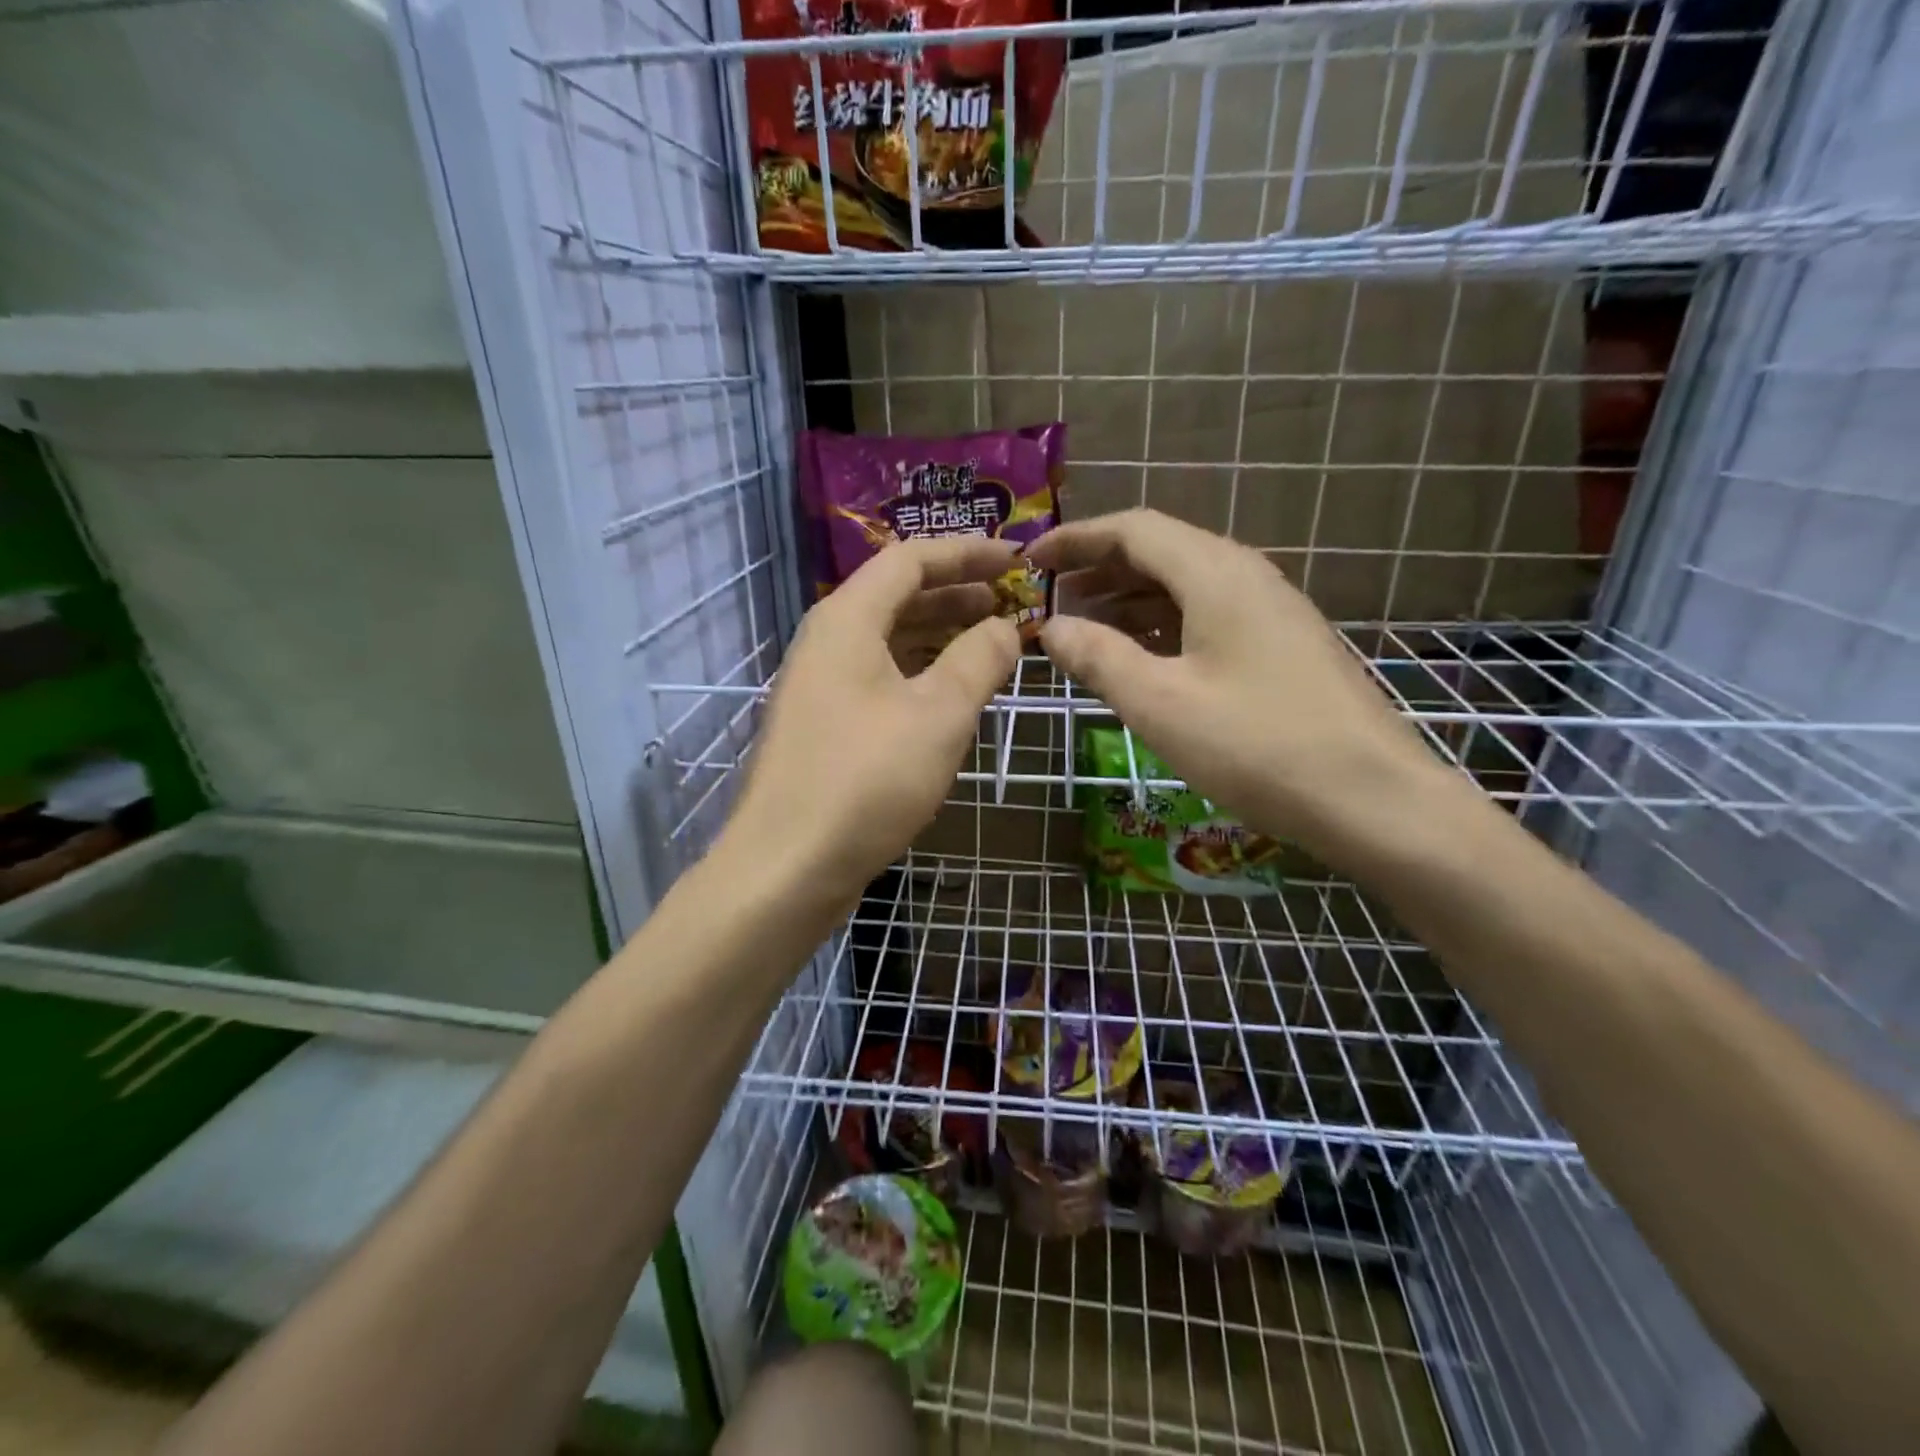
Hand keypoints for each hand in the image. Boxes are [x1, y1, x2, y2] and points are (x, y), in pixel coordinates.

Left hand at [722, 537, 1021, 908]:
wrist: (787, 865)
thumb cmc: (867, 780)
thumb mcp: (940, 714)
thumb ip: (979, 659)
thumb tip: (1005, 627)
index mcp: (847, 620)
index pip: (910, 560)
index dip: (966, 552)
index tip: (1016, 558)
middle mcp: (827, 642)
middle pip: (896, 596)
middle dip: (956, 592)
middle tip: (1010, 600)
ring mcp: (820, 686)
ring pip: (888, 640)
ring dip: (939, 634)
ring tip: (990, 641)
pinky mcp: (824, 726)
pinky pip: (879, 678)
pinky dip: (920, 673)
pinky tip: (951, 694)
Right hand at [1027, 509, 1452, 865]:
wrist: (1375, 799)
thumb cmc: (1258, 746)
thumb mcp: (1161, 704)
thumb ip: (1099, 659)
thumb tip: (1052, 628)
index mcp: (1216, 574)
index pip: (1133, 530)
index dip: (1076, 538)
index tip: (1031, 561)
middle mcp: (1247, 577)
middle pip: (1161, 551)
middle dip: (1099, 569)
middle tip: (1051, 598)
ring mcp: (1271, 612)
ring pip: (1185, 586)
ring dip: (1129, 599)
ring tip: (1083, 628)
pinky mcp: (1282, 647)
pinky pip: (1208, 616)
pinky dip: (1162, 626)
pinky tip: (1142, 659)